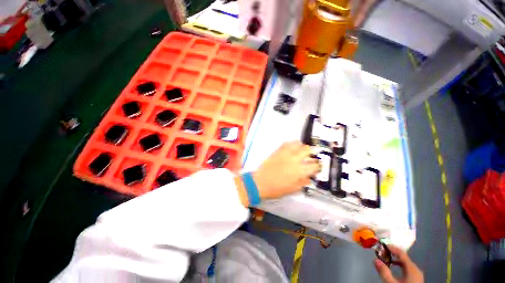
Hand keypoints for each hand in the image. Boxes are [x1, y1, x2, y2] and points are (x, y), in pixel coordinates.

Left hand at [247, 141, 319, 200]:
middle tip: (310, 157)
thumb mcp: (292, 189)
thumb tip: (309, 178)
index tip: (317, 167)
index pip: (314, 165)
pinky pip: (286, 143)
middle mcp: (294, 159)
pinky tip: (291, 149)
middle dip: (311, 153)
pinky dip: (291, 144)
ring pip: (298, 144)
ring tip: (301, 151)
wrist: (260, 182)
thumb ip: (303, 182)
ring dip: (302, 147)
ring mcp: (285, 153)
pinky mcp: (278, 151)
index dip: (318, 166)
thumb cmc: (276, 189)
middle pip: (308, 150)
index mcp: (299, 171)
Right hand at [374, 245, 423, 282]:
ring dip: (395, 259)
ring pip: (405, 263)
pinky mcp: (416, 279)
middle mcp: (416, 269)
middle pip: (403, 258)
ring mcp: (417, 275)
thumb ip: (384, 272)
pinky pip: (407, 268)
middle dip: (392, 254)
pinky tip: (393, 267)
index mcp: (412, 268)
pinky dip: (399, 265)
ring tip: (385, 259)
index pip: (401, 253)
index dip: (391, 248)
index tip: (381, 244)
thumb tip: (375, 259)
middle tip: (381, 252)